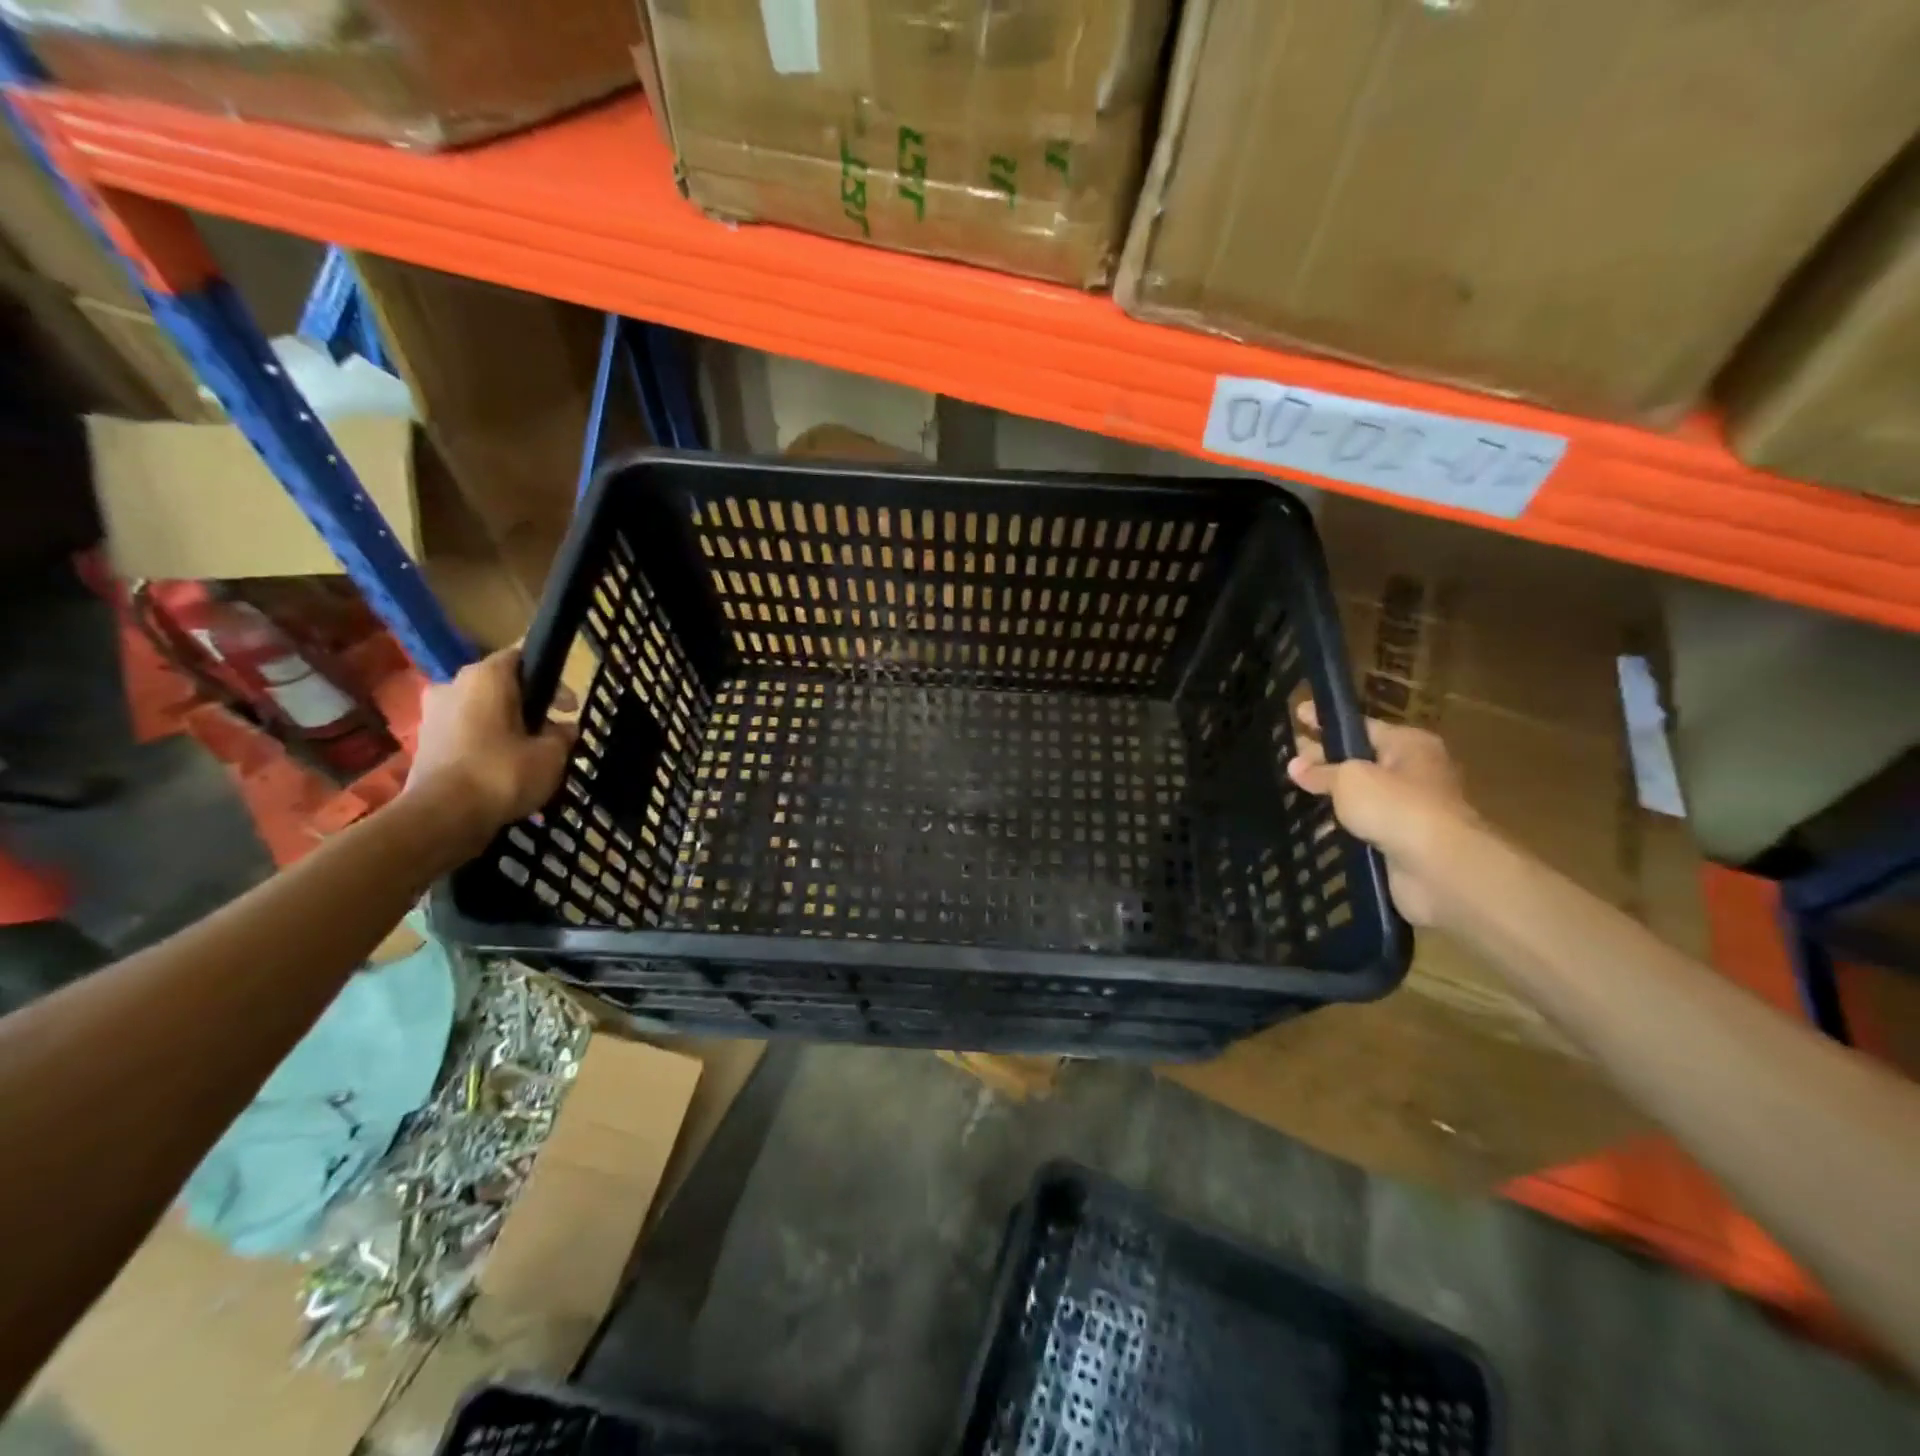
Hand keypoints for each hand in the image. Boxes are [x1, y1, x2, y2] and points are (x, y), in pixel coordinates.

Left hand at [403, 648, 574, 856]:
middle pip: (501, 687)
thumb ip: (562, 735)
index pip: (521, 657)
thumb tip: (565, 729)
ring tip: (532, 757)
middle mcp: (453, 686)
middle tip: (554, 733)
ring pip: (482, 713)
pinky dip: (487, 747)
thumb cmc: (503, 772)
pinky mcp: (425, 745)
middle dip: (529, 707)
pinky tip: (506, 772)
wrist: (442, 818)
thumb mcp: (552, 754)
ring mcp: (433, 716)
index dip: (550, 679)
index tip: (568, 706)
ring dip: (507, 729)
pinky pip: (467, 736)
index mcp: (484, 676)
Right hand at [1285, 702, 1474, 926]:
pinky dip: (1343, 825)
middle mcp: (1413, 771)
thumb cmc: (1396, 806)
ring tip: (1293, 792)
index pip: (1360, 725)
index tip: (1297, 715)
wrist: (1439, 867)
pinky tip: (1314, 827)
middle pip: (1360, 758)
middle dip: (1325, 758)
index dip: (1326, 722)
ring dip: (1333, 796)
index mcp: (1408, 744)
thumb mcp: (1348, 779)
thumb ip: (1320, 772)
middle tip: (1289, 757)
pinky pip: (1365, 826)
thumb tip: (1295, 766)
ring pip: (1362, 795)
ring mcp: (1410, 808)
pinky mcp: (1403, 841)